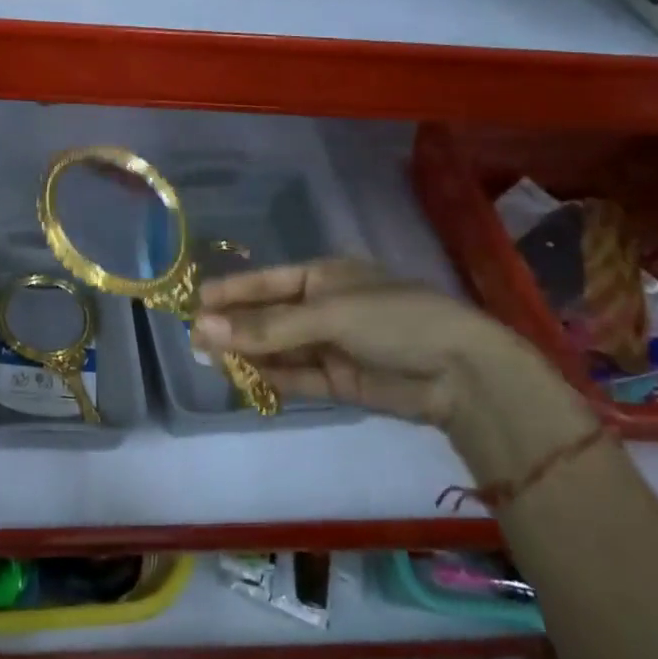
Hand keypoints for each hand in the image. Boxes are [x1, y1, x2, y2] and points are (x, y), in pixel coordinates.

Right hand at [191, 259, 594, 476]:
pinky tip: (245, 380)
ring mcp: (332, 346)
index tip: (194, 302)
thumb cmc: (395, 320)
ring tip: (211, 361)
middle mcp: (325, 308)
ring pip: (279, 349)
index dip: (231, 291)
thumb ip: (266, 328)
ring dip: (249, 354)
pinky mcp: (341, 382)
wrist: (463, 375)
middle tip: (194, 340)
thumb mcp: (328, 315)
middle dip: (235, 327)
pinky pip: (297, 378)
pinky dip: (273, 379)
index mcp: (325, 277)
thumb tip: (203, 330)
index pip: (266, 282)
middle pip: (269, 317)